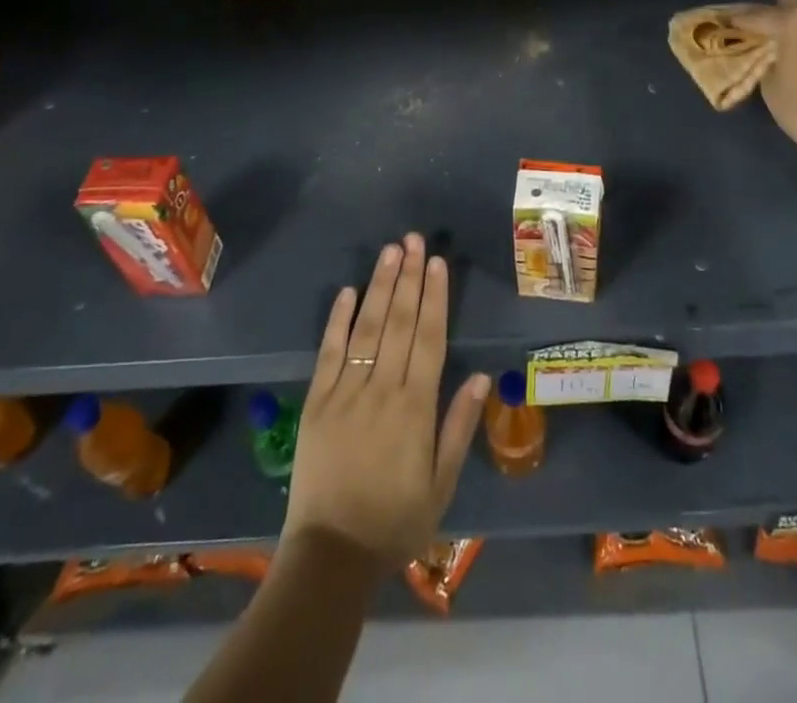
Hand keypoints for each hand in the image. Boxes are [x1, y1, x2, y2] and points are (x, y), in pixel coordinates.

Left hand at [282, 233, 488, 569]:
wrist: (329, 557)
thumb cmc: (394, 522)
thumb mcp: (440, 485)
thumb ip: (458, 427)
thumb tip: (480, 377)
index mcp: (415, 408)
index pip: (429, 338)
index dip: (434, 297)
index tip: (437, 262)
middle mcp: (382, 390)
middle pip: (399, 323)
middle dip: (408, 278)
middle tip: (413, 239)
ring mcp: (345, 393)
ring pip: (366, 328)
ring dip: (379, 287)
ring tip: (389, 252)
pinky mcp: (315, 403)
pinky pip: (328, 353)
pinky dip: (337, 320)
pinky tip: (346, 291)